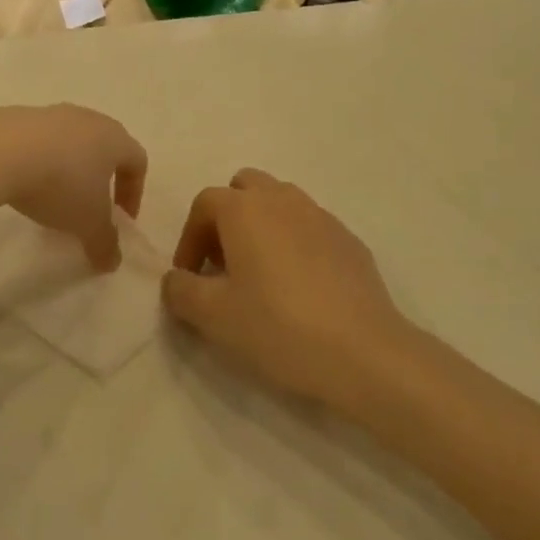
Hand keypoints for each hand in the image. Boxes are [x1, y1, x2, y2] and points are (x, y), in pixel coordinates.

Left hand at [0, 105, 146, 271]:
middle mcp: (87, 119)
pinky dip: (39, 162)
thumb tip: (112, 261)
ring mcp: (51, 114)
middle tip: (89, 208)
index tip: (121, 220)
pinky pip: (39, 141)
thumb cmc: (60, 185)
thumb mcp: (87, 223)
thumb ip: (105, 243)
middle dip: (101, 180)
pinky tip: (24, 185)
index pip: (137, 161)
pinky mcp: (18, 116)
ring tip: (53, 199)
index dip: (134, 193)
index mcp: (114, 138)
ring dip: (68, 170)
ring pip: (70, 143)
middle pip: (104, 147)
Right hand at [162, 170, 408, 408]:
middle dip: (227, 218)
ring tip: (262, 275)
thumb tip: (176, 279)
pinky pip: (310, 227)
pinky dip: (295, 243)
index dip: (189, 238)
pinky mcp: (349, 239)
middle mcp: (283, 199)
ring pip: (281, 203)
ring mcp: (321, 216)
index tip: (191, 277)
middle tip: (225, 264)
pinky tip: (301, 288)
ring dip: (262, 227)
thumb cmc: (277, 326)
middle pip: (245, 188)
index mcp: (245, 209)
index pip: (204, 203)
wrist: (362, 351)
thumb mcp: (212, 316)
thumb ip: (181, 290)